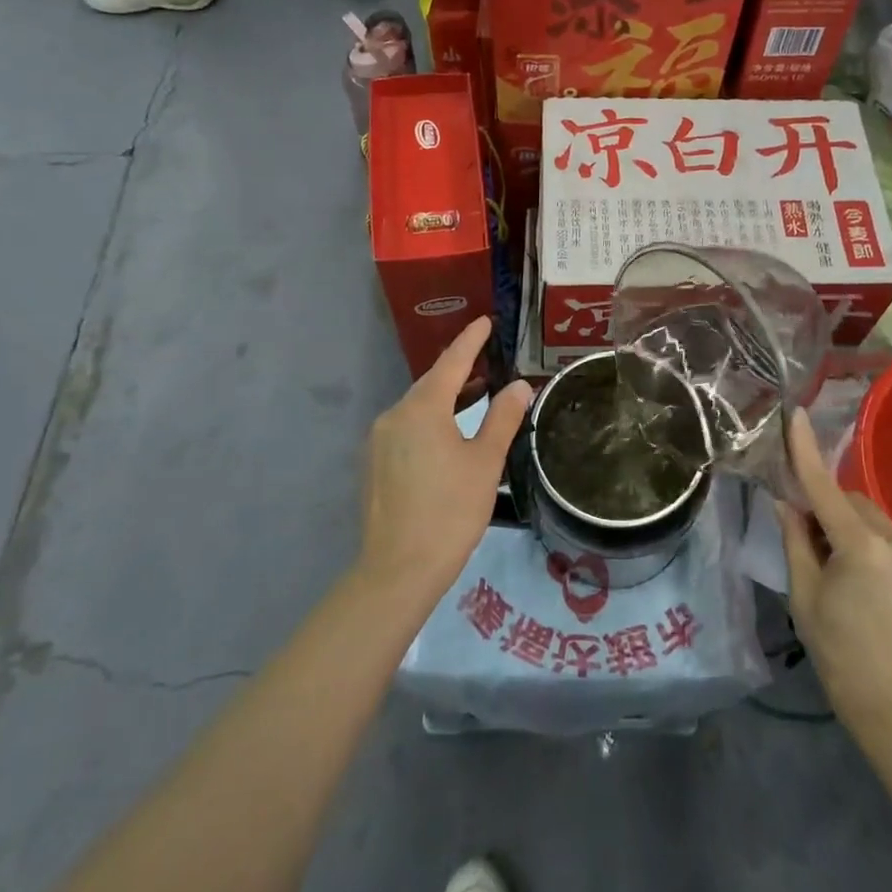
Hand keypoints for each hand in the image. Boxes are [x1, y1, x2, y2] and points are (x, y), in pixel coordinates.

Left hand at [358, 318, 532, 600]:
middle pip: (431, 383)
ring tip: (476, 395)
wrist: (398, 570)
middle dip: (459, 370)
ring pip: (417, 407)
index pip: (451, 362)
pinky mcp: (373, 464)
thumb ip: (502, 418)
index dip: (471, 340)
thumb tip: (518, 386)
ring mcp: (378, 440)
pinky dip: (430, 420)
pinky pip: (406, 428)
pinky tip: (448, 434)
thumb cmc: (450, 511)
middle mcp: (394, 415)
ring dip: (446, 398)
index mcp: (422, 409)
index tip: (486, 321)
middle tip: (488, 360)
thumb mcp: (486, 462)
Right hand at [776, 411, 891, 742]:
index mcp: (860, 548)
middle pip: (856, 505)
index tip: (798, 414)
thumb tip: (786, 501)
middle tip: (818, 548)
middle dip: (834, 515)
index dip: (807, 451)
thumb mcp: (804, 596)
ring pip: (882, 526)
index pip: (825, 488)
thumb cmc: (838, 651)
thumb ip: (796, 541)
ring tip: (857, 581)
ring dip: (863, 536)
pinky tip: (886, 594)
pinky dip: (889, 556)